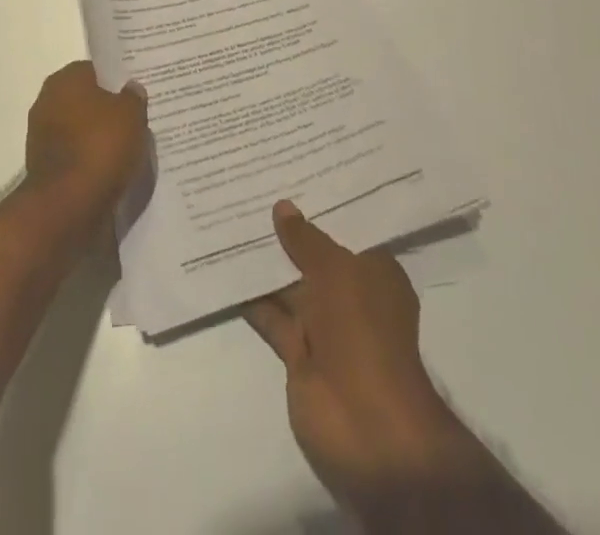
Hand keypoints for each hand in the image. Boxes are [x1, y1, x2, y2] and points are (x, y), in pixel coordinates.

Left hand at [22, 62, 147, 228]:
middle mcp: (47, 100)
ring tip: (128, 149)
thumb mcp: (130, 115)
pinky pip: (74, 155)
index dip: (116, 81)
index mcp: (65, 79)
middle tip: (135, 121)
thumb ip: (133, 97)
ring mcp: (42, 135)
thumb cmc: (99, 147)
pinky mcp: (43, 166)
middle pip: (85, 100)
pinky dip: (89, 161)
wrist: (67, 205)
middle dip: (107, 110)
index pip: (94, 71)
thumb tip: (131, 88)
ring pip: (79, 129)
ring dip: (98, 137)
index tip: (135, 94)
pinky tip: (110, 170)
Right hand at [244, 202, 492, 523]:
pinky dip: (251, 296)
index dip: (323, 204)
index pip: (348, 230)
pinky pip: (271, 315)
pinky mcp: (298, 352)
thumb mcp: (336, 270)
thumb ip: (306, 238)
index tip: (292, 173)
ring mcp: (324, 326)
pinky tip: (224, 265)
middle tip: (252, 186)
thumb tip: (282, 206)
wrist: (366, 425)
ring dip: (265, 261)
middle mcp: (351, 296)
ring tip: (230, 216)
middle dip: (288, 229)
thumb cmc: (363, 332)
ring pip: (289, 284)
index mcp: (375, 274)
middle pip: (315, 255)